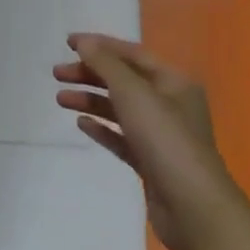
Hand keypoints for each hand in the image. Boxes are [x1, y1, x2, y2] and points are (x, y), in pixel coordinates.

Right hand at [53, 34, 249, 249]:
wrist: (192, 207)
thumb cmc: (165, 140)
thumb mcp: (134, 94)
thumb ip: (106, 65)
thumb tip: (84, 43)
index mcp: (173, 82)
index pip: (132, 54)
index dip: (100, 46)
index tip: (67, 43)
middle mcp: (169, 104)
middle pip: (124, 80)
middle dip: (90, 74)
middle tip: (57, 74)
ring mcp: (160, 135)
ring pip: (120, 108)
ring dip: (90, 100)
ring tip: (60, 100)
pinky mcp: (150, 161)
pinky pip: (121, 137)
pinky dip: (101, 127)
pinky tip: (81, 124)